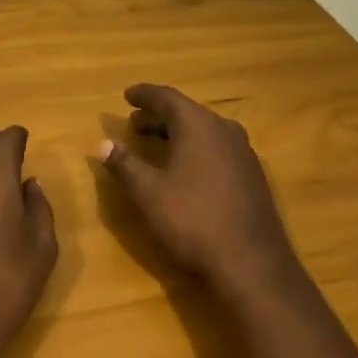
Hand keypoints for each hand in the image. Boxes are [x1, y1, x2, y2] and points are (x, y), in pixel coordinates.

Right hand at [99, 84, 301, 297]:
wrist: (251, 262)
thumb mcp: (148, 193)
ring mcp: (243, 152)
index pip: (166, 98)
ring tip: (156, 143)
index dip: (144, 95)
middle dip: (159, 116)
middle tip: (135, 122)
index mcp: (198, 125)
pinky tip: (187, 168)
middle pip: (187, 112)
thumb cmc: (192, 220)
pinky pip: (218, 148)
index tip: (127, 95)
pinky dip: (196, 148)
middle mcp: (224, 130)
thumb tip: (104, 144)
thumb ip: (125, 164)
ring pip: (205, 131)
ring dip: (178, 133)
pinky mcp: (253, 176)